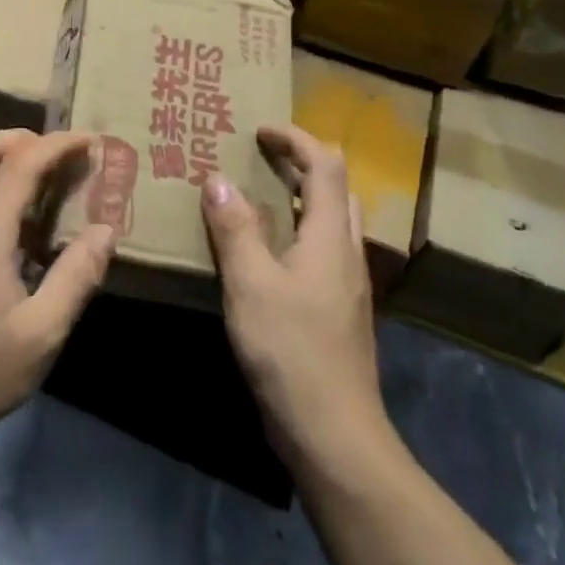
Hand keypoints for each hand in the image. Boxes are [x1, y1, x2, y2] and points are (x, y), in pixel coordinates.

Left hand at [0, 130, 119, 450]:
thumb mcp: (42, 333)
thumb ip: (77, 276)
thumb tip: (106, 230)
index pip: (20, 164)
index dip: (57, 144)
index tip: (89, 139)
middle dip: (18, 138)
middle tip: (56, 154)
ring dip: (0, 163)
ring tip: (41, 188)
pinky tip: (13, 230)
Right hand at [201, 125, 391, 465]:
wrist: (334, 434)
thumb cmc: (290, 352)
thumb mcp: (251, 284)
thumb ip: (235, 229)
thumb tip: (218, 180)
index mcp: (329, 237)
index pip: (326, 165)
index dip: (295, 139)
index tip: (258, 130)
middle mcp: (346, 252)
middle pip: (337, 188)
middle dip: (302, 162)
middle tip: (258, 158)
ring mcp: (346, 283)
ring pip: (331, 220)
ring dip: (300, 196)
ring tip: (257, 195)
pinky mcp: (337, 309)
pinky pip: (321, 248)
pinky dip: (297, 229)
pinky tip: (265, 251)